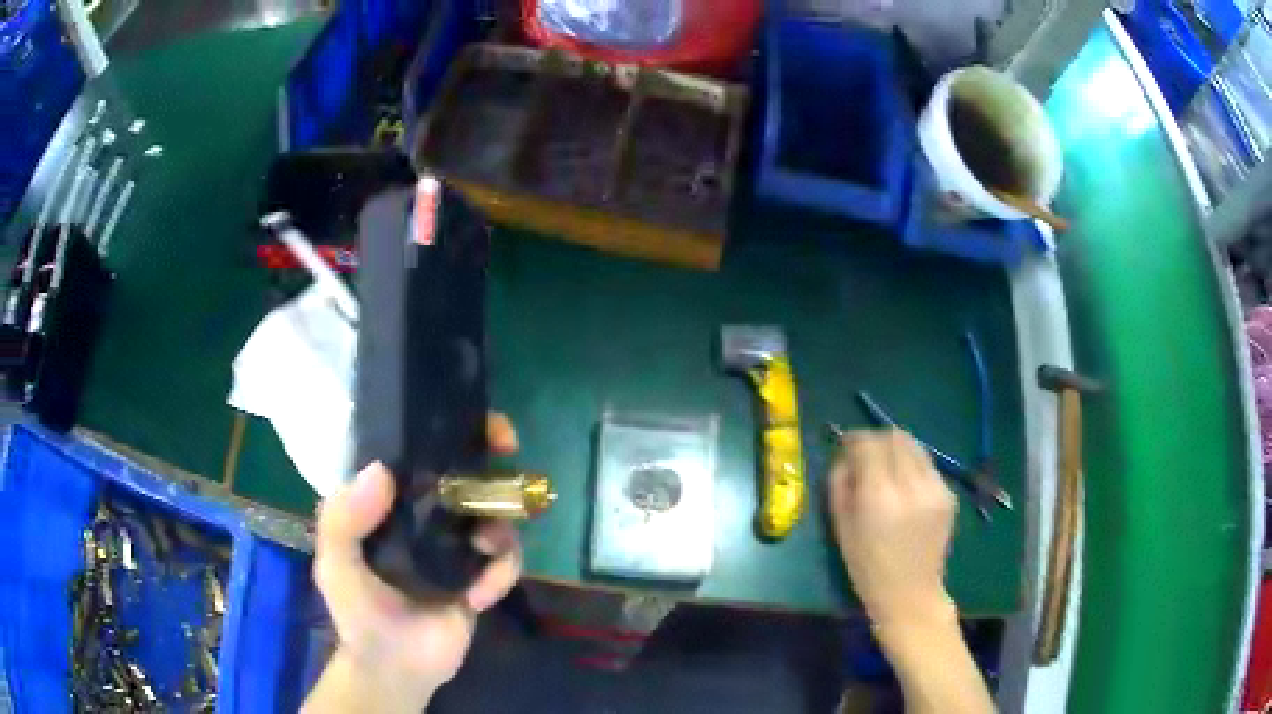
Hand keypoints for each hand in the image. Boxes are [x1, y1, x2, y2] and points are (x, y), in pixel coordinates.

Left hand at [305, 414, 522, 711]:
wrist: (397, 669)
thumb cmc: (357, 612)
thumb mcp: (335, 564)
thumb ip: (343, 521)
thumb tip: (382, 471)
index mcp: (389, 503)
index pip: (416, 452)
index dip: (445, 428)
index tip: (472, 420)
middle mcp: (426, 515)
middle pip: (466, 473)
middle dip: (491, 458)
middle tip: (508, 451)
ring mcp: (456, 545)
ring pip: (495, 514)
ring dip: (499, 526)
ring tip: (484, 548)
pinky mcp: (481, 576)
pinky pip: (506, 560)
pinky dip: (500, 574)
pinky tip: (478, 598)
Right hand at [829, 428, 957, 629]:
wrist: (911, 595)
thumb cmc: (867, 568)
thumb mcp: (841, 528)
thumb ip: (840, 485)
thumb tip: (845, 456)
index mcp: (878, 496)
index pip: (869, 444)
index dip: (855, 438)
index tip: (847, 445)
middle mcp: (910, 485)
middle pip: (895, 437)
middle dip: (877, 440)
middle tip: (866, 454)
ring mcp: (935, 488)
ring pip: (914, 445)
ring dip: (897, 449)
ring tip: (886, 468)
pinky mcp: (948, 494)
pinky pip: (927, 465)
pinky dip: (912, 466)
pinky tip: (905, 488)